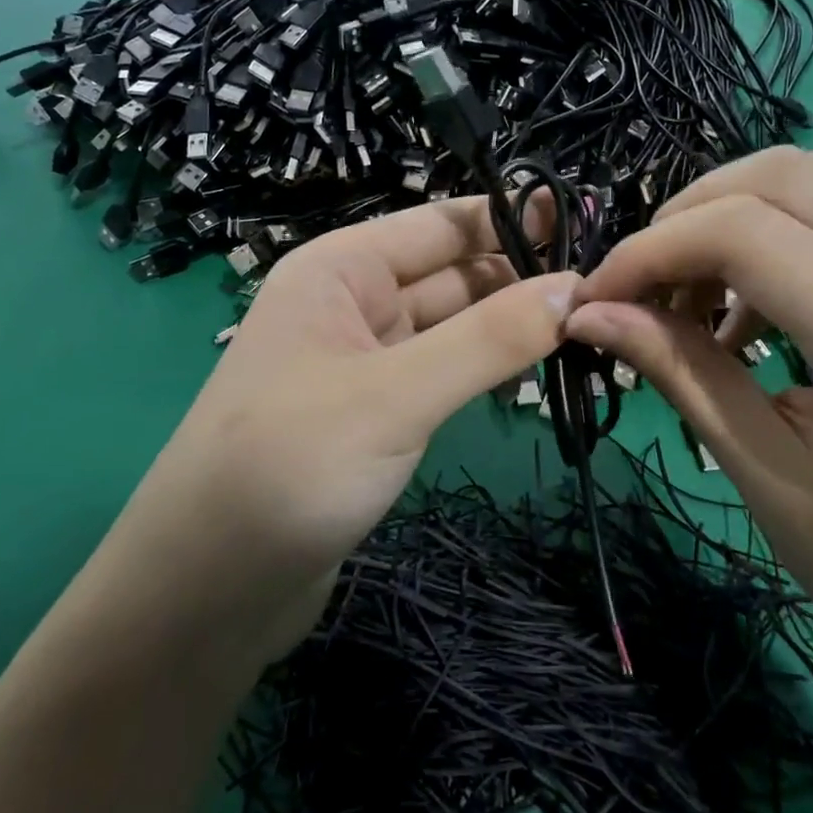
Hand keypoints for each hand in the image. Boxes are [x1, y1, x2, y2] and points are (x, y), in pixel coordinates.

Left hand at [130, 197, 579, 663]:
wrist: (206, 591)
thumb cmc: (289, 467)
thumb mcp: (395, 396)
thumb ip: (487, 340)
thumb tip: (574, 289)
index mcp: (341, 270)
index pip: (441, 224)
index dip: (514, 222)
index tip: (589, 228)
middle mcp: (351, 304)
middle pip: (451, 274)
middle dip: (520, 279)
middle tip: (606, 294)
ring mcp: (362, 362)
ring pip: (450, 327)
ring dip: (508, 327)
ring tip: (588, 330)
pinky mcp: (374, 415)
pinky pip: (441, 373)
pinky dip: (483, 370)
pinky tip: (532, 376)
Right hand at [565, 148, 812, 695]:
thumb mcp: (754, 465)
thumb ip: (672, 366)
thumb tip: (585, 311)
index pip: (748, 233)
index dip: (653, 249)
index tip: (599, 293)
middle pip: (789, 176)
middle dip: (691, 213)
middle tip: (644, 281)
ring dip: (733, 219)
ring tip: (691, 297)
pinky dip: (779, 241)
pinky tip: (748, 310)